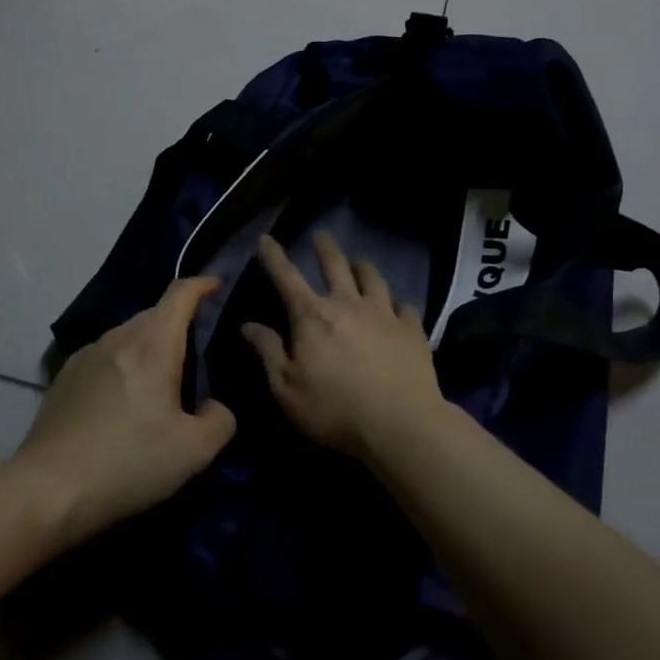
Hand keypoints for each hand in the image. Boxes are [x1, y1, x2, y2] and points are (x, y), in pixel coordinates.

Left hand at [14, 276, 235, 542]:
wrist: (48, 490)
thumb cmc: (129, 462)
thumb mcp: (194, 451)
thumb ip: (220, 420)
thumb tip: (214, 406)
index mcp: (153, 344)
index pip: (180, 293)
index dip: (202, 284)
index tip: (218, 285)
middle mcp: (118, 337)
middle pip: (155, 313)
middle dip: (179, 321)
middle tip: (198, 350)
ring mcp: (86, 355)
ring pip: (128, 336)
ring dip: (149, 346)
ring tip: (162, 380)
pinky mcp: (64, 378)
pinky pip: (105, 357)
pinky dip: (124, 365)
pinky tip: (124, 402)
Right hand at [241, 232, 446, 458]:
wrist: (400, 424)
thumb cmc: (334, 409)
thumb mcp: (286, 388)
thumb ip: (267, 352)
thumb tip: (247, 325)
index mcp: (312, 316)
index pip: (286, 277)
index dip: (273, 256)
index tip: (266, 238)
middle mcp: (347, 304)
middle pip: (335, 265)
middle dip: (325, 247)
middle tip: (321, 235)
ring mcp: (384, 314)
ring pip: (372, 277)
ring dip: (362, 266)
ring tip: (359, 262)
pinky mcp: (412, 329)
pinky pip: (405, 306)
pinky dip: (398, 303)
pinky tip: (399, 307)